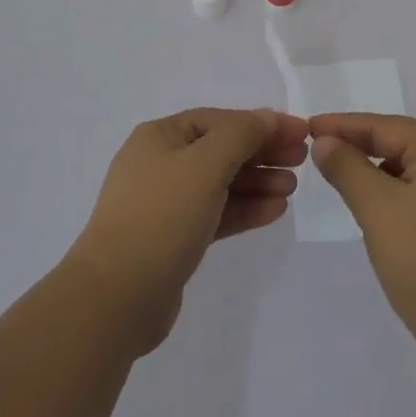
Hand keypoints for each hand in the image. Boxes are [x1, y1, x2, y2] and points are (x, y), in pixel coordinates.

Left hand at [67, 108, 308, 355]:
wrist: (114, 298)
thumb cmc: (161, 217)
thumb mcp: (206, 164)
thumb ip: (241, 135)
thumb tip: (267, 117)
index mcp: (161, 137)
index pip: (221, 120)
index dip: (262, 123)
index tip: (300, 132)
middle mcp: (161, 163)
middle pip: (222, 149)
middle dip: (262, 153)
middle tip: (301, 160)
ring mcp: (165, 203)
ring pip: (221, 183)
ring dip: (257, 182)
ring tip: (292, 188)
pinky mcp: (172, 239)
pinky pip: (215, 213)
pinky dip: (244, 209)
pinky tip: (275, 211)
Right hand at [310, 113, 415, 363]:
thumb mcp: (377, 210)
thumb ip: (347, 168)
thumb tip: (324, 141)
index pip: (387, 126)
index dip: (345, 125)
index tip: (310, 126)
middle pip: (404, 141)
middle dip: (362, 143)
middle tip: (323, 148)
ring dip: (381, 167)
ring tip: (345, 174)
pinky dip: (401, 189)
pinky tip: (380, 204)